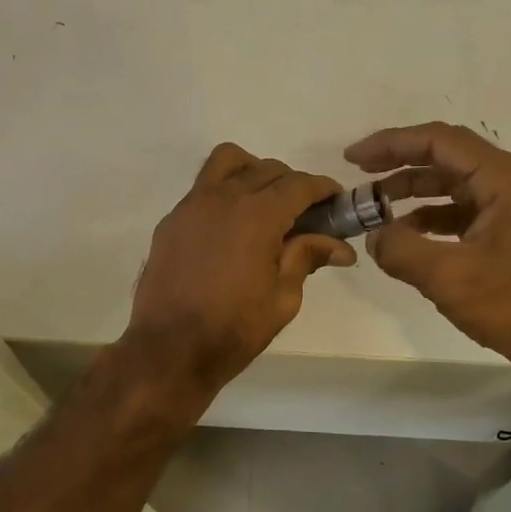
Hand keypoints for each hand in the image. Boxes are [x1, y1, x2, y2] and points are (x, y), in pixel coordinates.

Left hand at [125, 143, 356, 396]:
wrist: (169, 349)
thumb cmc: (233, 329)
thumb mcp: (283, 298)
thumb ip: (307, 258)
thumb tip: (340, 246)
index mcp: (257, 215)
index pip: (299, 184)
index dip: (323, 188)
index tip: (336, 200)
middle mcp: (223, 198)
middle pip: (267, 169)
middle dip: (293, 184)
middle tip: (305, 214)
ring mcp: (191, 205)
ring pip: (227, 162)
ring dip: (253, 172)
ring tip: (263, 204)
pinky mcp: (171, 220)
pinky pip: (202, 188)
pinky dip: (224, 192)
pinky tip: (230, 228)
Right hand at [346, 122, 510, 375]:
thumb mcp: (448, 276)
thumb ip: (401, 249)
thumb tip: (373, 236)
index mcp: (504, 179)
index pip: (439, 141)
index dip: (392, 143)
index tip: (354, 158)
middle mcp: (510, 182)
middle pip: (445, 156)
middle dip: (398, 162)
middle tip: (359, 172)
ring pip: (452, 183)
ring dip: (412, 190)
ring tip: (374, 206)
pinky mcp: (507, 230)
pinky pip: (460, 209)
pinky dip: (429, 216)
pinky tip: (403, 233)